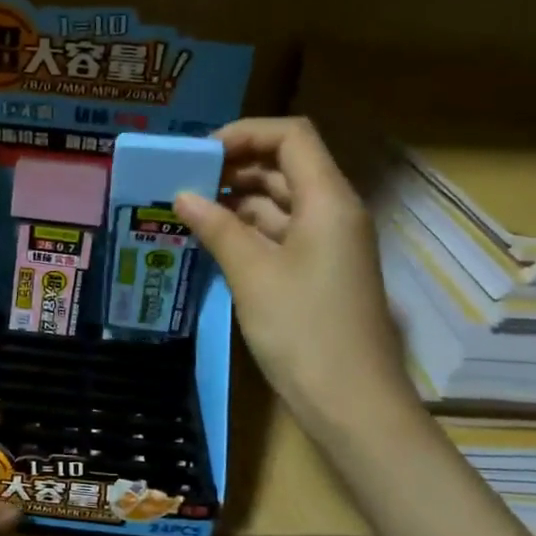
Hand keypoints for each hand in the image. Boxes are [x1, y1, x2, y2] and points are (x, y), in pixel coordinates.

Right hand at [173, 116, 416, 439]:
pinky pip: (282, 235)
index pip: (291, 137)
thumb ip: (218, 228)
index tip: (200, 153)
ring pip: (281, 203)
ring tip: (189, 210)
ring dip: (238, 201)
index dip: (245, 133)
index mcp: (328, 201)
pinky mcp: (319, 273)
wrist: (351, 403)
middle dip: (235, 166)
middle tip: (185, 181)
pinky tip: (212, 241)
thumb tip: (183, 195)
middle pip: (286, 167)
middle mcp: (334, 213)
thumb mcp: (253, 274)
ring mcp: (329, 245)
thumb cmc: (304, 331)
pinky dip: (248, 231)